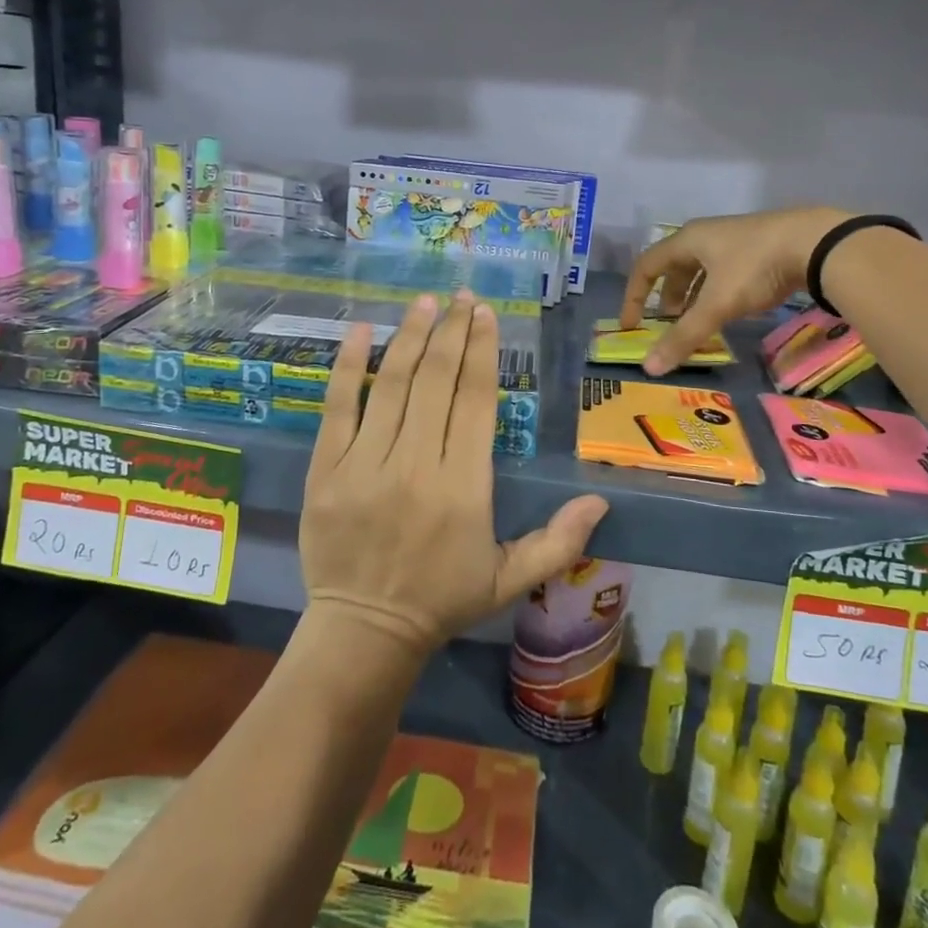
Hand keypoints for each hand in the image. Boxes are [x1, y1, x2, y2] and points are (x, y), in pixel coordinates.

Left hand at [301, 290, 608, 655]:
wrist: (364, 632)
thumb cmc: (442, 600)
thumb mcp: (510, 579)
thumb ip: (559, 540)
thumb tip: (601, 500)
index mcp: (464, 486)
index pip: (476, 400)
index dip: (483, 351)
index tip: (486, 315)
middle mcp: (416, 464)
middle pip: (437, 381)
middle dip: (453, 332)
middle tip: (462, 296)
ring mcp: (365, 464)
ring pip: (392, 385)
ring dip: (411, 337)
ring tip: (426, 302)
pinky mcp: (326, 469)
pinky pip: (338, 407)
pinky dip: (349, 366)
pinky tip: (362, 330)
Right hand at [619, 206, 854, 374]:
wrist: (816, 242)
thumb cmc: (754, 267)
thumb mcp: (717, 304)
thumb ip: (684, 336)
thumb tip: (649, 368)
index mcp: (687, 240)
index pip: (646, 266)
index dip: (634, 296)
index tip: (632, 325)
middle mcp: (706, 236)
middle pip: (673, 268)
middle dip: (666, 299)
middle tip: (667, 326)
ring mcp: (734, 240)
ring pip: (701, 271)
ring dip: (692, 297)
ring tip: (695, 323)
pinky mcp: (758, 248)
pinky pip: (724, 273)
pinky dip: (716, 293)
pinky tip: (729, 310)